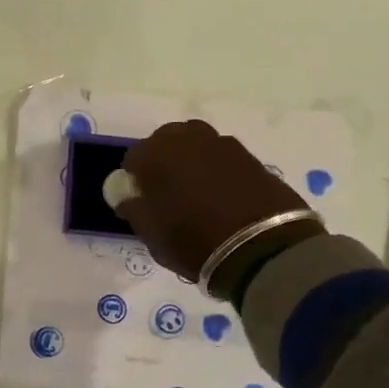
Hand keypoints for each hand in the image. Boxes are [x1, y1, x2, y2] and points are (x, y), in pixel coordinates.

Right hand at [116, 121, 314, 281]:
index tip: (140, 201)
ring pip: (198, 145)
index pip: (133, 157)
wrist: (262, 248)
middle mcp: (189, 139)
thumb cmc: (193, 240)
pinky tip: (222, 196)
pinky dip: (218, 171)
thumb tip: (126, 194)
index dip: (134, 180)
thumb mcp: (150, 233)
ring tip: (196, 193)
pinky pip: (224, 159)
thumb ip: (132, 207)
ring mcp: (224, 145)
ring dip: (192, 162)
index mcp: (157, 153)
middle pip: (167, 141)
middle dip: (163, 161)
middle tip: (167, 193)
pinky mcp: (252, 158)